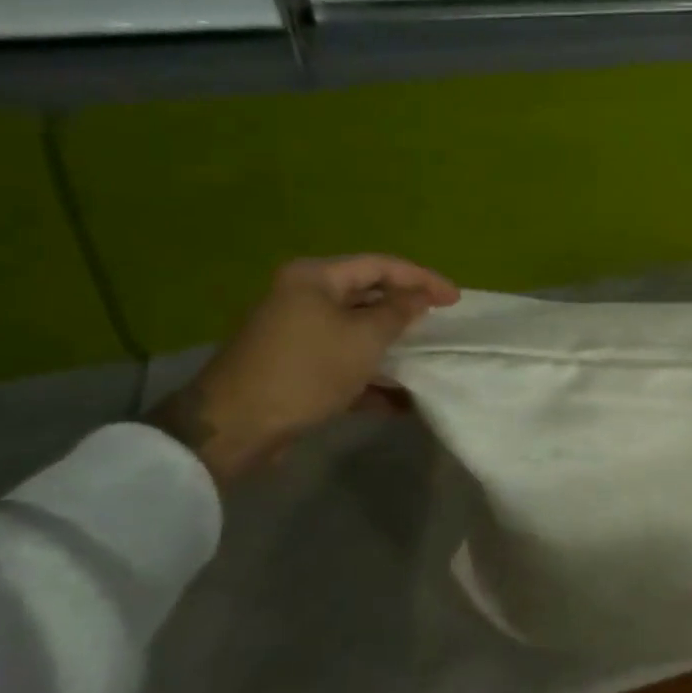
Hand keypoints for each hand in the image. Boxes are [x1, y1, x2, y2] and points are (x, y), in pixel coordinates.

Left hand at [147, 255, 459, 483]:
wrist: (236, 426)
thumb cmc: (307, 370)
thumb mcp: (364, 338)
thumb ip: (399, 312)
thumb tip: (418, 297)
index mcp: (315, 278)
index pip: (381, 266)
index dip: (422, 279)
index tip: (456, 300)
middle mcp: (303, 297)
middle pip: (367, 296)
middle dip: (406, 312)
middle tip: (441, 324)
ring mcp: (296, 334)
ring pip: (357, 332)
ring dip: (391, 348)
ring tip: (426, 360)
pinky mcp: (295, 368)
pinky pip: (343, 363)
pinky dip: (370, 377)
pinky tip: (398, 401)